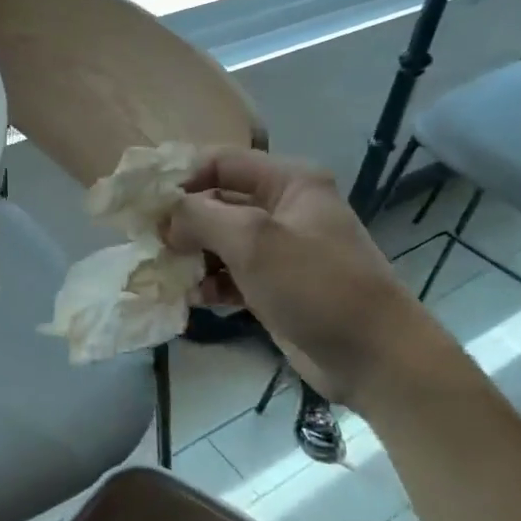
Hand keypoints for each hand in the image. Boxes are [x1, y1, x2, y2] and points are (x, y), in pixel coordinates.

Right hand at [165, 149, 425, 400]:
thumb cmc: (316, 285)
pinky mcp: (276, 286)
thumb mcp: (253, 240)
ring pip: (220, 241)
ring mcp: (280, 250)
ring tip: (167, 273)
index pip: (221, 162)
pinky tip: (193, 298)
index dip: (181, 177)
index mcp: (289, 182)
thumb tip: (166, 216)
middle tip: (150, 243)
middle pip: (217, 202)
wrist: (375, 358)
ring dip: (192, 255)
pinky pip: (231, 274)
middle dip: (183, 222)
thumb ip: (200, 216)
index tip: (145, 203)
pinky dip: (210, 282)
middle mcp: (284, 208)